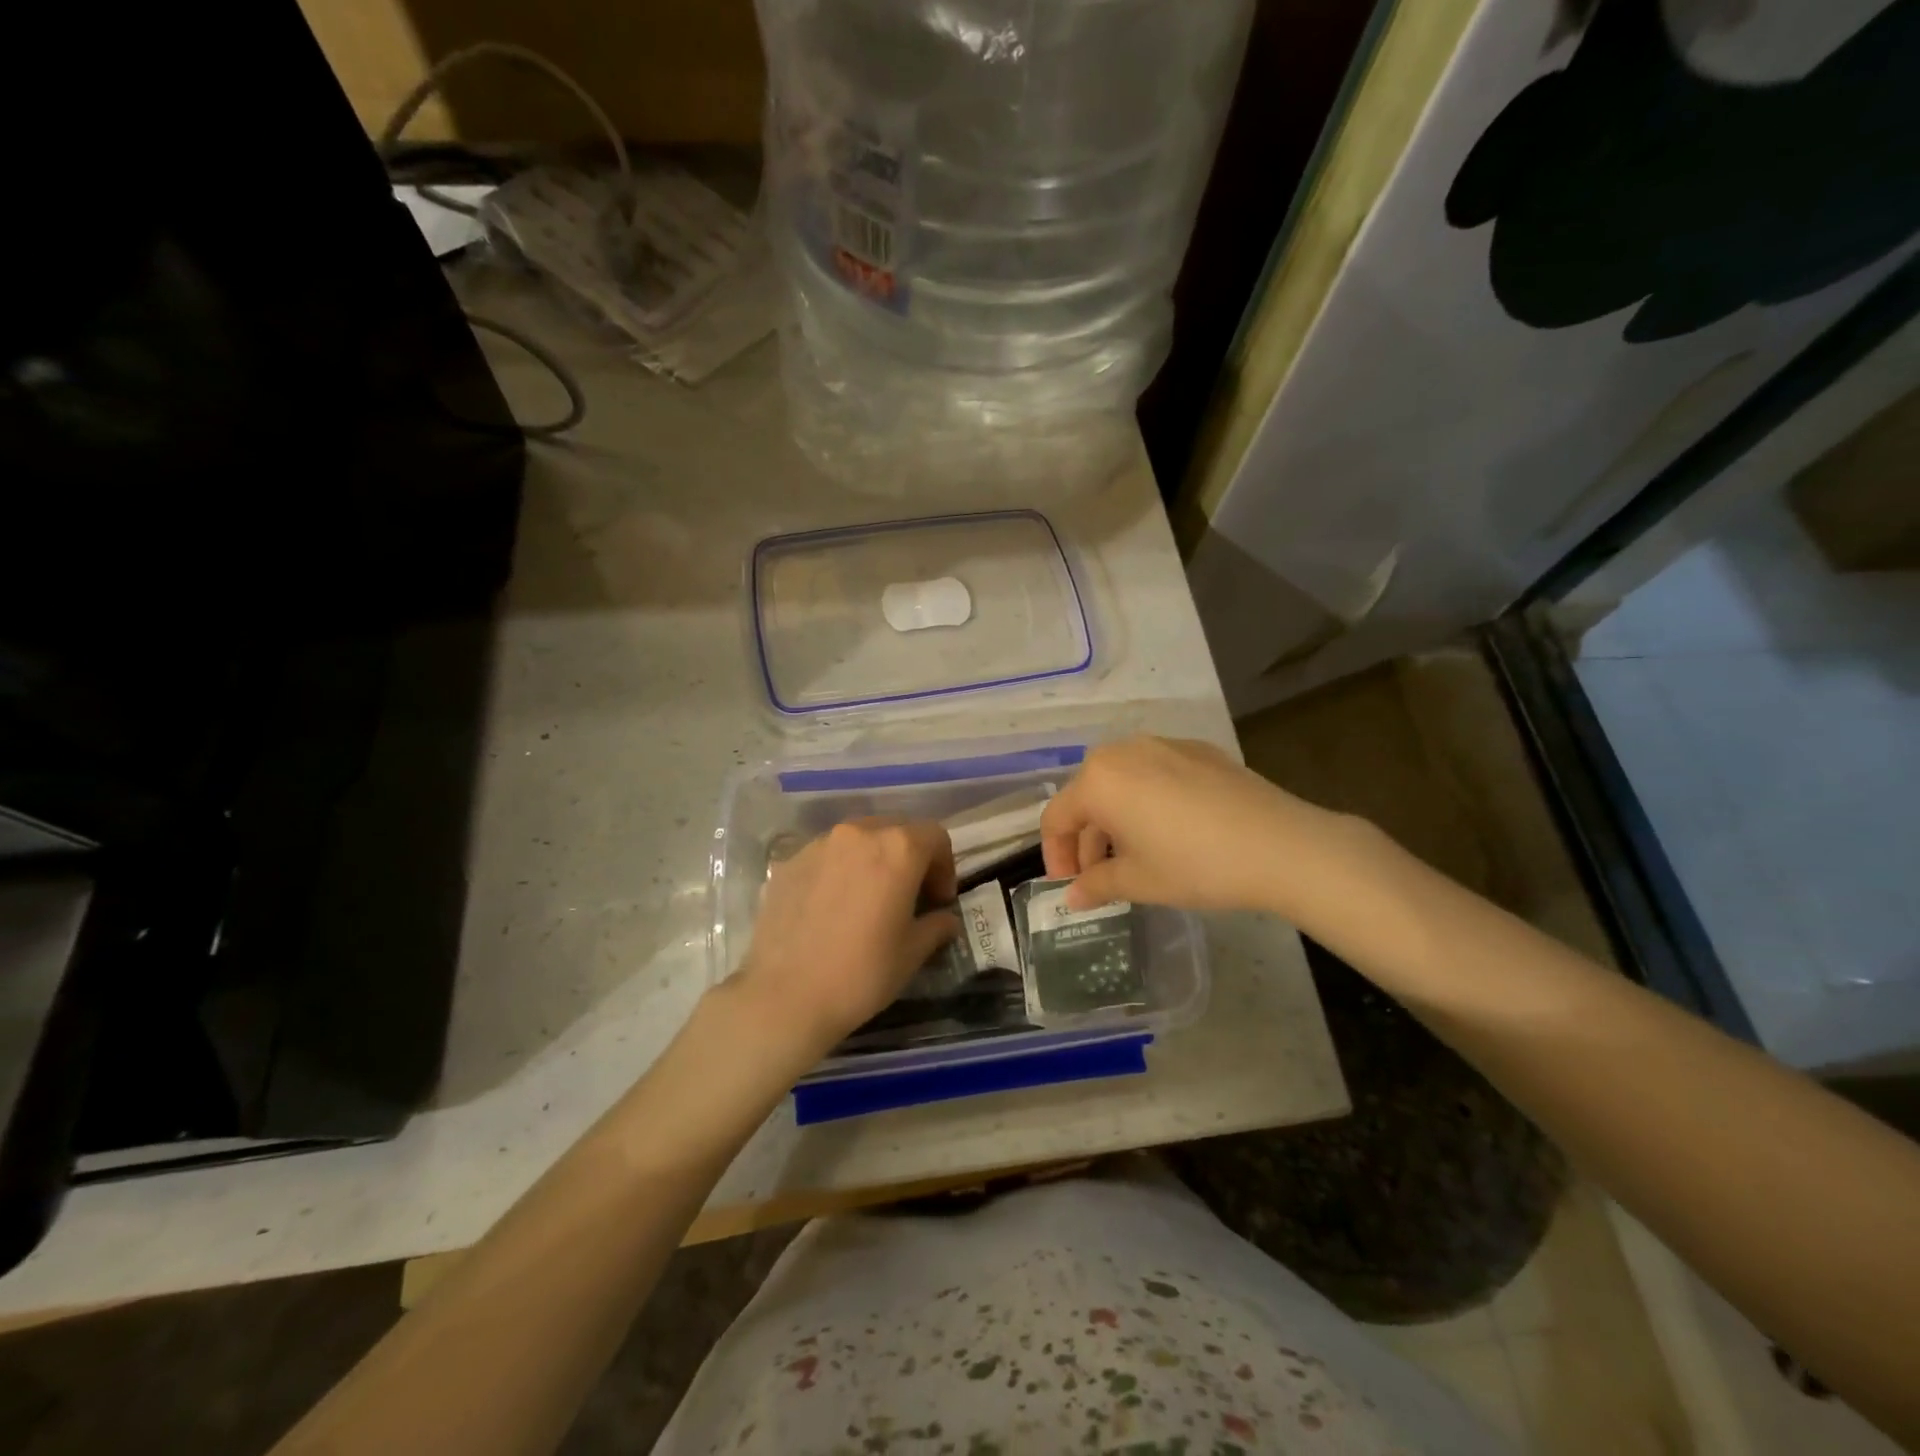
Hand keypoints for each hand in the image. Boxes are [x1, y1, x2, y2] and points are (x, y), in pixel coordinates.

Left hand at [732, 818, 959, 1062]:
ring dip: (872, 862)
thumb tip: (944, 919)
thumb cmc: (861, 973)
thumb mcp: (912, 953)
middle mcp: (858, 834)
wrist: (783, 996)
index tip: (938, 901)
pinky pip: (825, 857)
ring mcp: (818, 845)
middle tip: (908, 897)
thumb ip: (936, 926)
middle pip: (895, 830)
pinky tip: (831, 910)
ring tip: (867, 901)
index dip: (944, 867)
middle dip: (909, 858)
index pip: (935, 836)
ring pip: (857, 841)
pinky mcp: (788, 863)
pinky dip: (838, 872)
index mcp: (897, 849)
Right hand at [1041, 736, 1336, 914]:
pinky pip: (1154, 774)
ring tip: (1133, 857)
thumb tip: (1071, 898)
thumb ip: (1096, 885)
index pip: (1057, 818)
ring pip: (1121, 782)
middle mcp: (1123, 751)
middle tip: (1099, 876)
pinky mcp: (1197, 750)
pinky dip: (1147, 802)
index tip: (1069, 886)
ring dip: (1115, 819)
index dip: (1056, 856)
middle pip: (1087, 795)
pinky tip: (1170, 832)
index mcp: (1099, 780)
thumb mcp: (1139, 882)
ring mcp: (1163, 744)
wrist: (1282, 845)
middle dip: (1087, 838)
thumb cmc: (1196, 865)